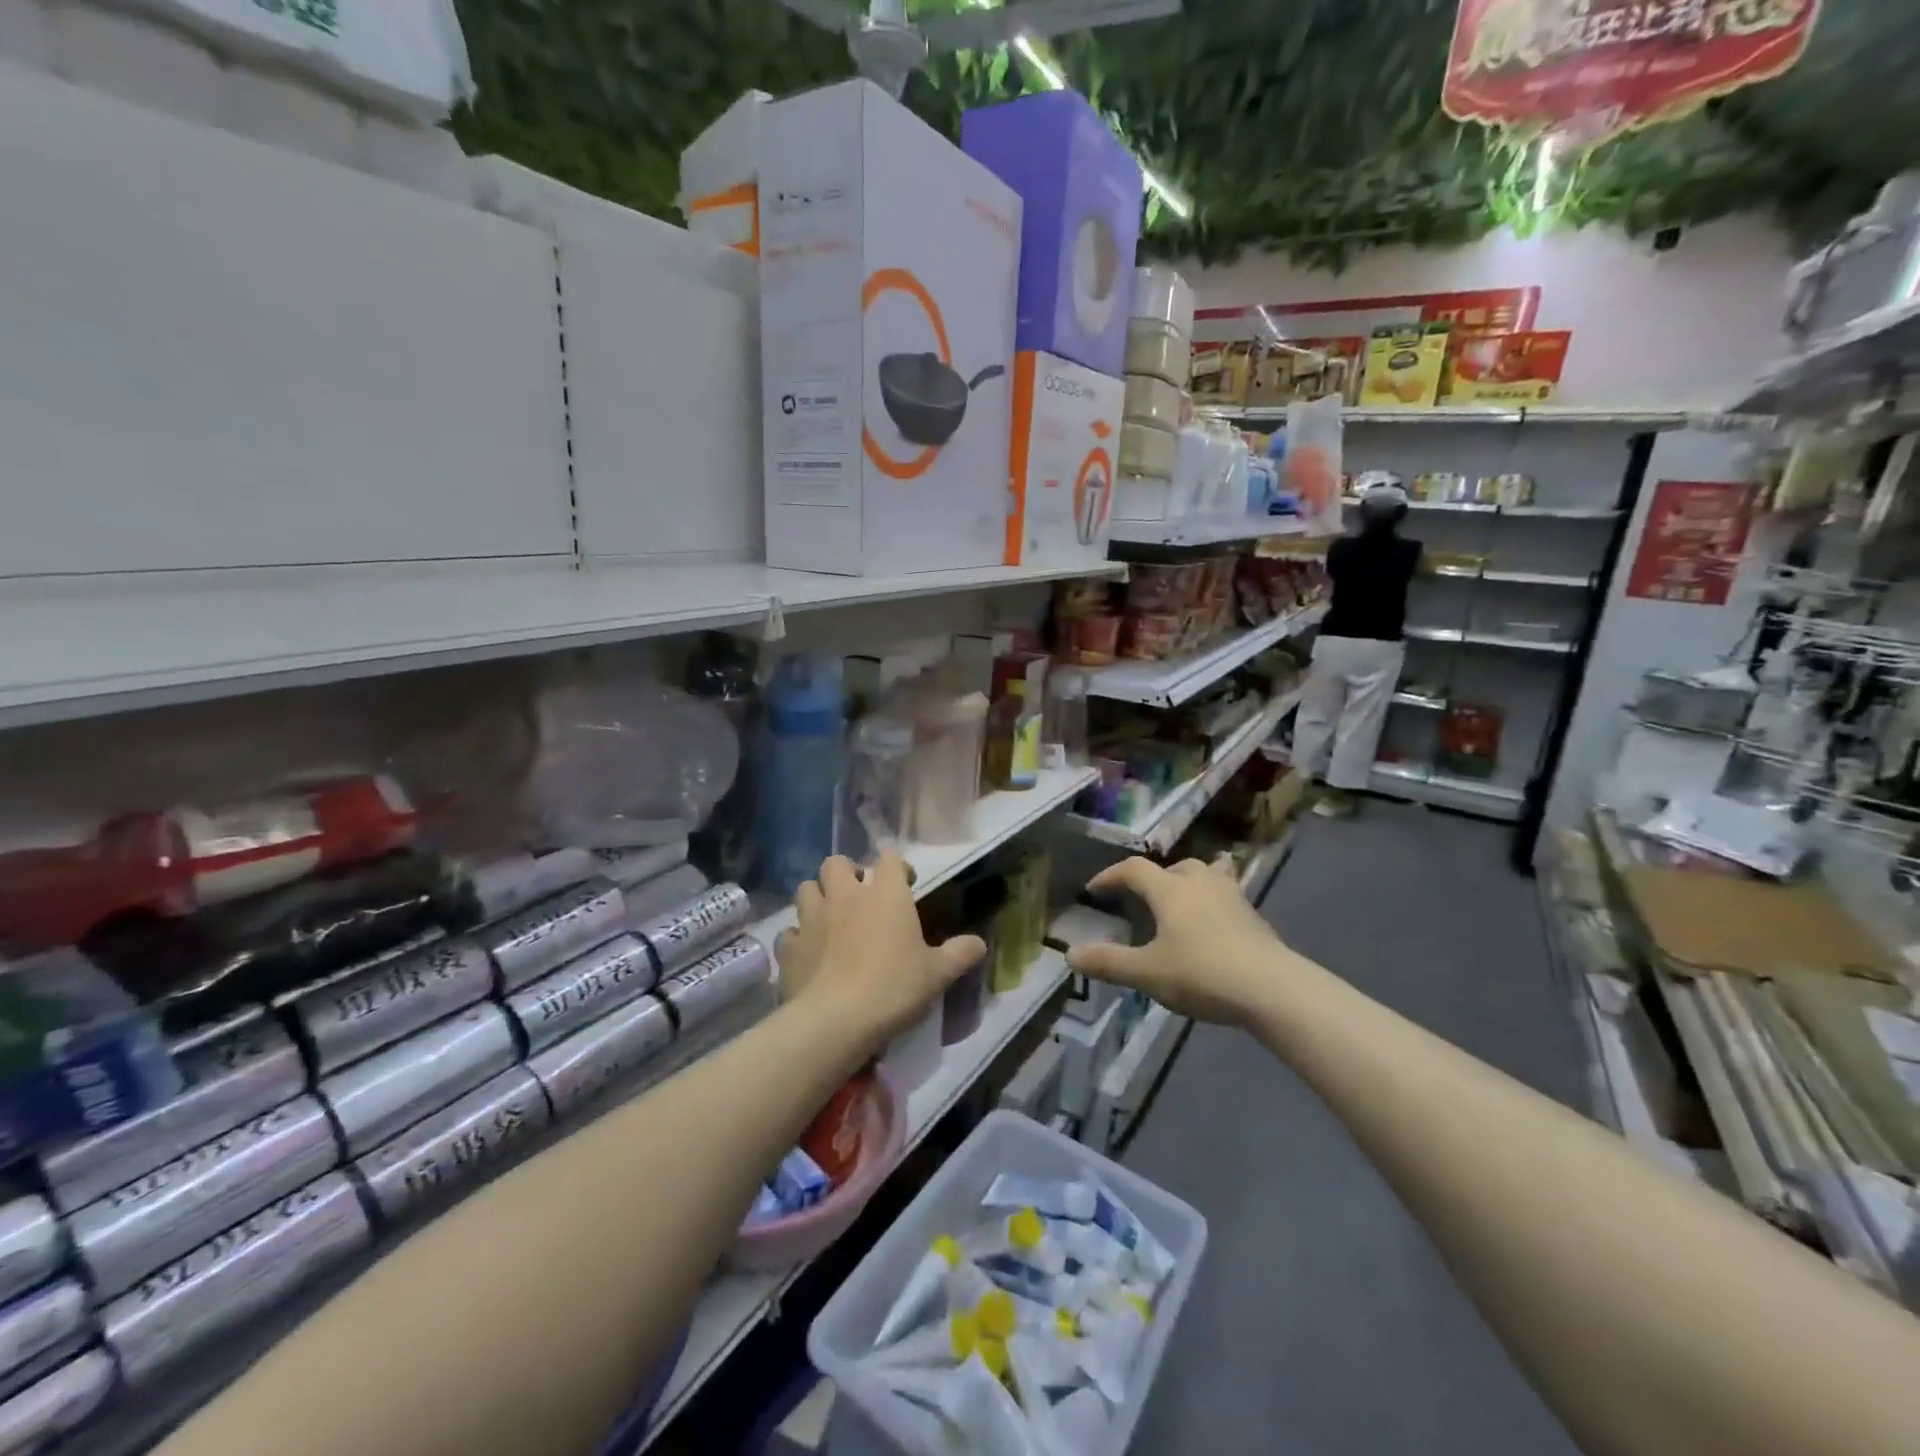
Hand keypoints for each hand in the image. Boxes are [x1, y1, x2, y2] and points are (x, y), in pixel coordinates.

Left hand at [774, 853, 984, 1049]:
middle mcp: (845, 895)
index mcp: (885, 894)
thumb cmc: (893, 988)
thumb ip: (960, 954)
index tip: (906, 885)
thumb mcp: (937, 974)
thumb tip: (979, 944)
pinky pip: (790, 932)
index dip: (898, 868)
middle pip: (836, 863)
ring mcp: (812, 918)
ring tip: (829, 918)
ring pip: (806, 888)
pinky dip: (799, 938)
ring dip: (818, 897)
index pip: (890, 858)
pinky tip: (809, 953)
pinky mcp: (789, 946)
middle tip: (859, 896)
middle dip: (846, 873)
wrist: (836, 1021)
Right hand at [1068, 857, 1296, 1027]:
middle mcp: (1200, 883)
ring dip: (1189, 882)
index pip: (1133, 870)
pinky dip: (1214, 901)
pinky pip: (1228, 895)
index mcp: (1170, 890)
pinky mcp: (1254, 916)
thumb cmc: (1202, 973)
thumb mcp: (1147, 973)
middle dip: (1155, 878)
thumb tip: (1070, 954)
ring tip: (1182, 900)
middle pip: (1174, 867)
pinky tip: (1214, 924)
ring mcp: (1232, 897)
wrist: (1272, 988)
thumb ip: (1109, 962)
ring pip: (1207, 875)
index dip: (1110, 876)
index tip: (1094, 889)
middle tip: (1143, 898)